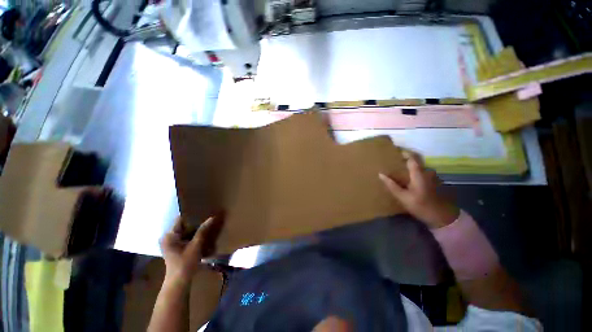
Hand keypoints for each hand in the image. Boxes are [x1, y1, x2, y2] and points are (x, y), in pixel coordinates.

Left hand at [160, 213, 224, 284]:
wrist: (179, 281)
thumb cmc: (186, 262)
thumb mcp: (196, 245)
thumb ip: (203, 230)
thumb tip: (212, 217)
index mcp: (169, 235)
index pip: (180, 219)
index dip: (192, 215)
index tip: (203, 212)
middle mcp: (167, 237)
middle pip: (182, 225)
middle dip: (194, 223)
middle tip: (206, 219)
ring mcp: (169, 243)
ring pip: (184, 232)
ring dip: (193, 230)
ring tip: (205, 225)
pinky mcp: (173, 248)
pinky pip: (183, 237)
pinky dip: (191, 236)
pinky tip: (200, 236)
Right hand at [379, 151, 458, 228]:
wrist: (443, 217)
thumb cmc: (421, 206)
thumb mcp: (403, 197)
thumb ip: (392, 185)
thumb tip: (381, 174)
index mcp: (419, 174)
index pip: (411, 158)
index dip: (403, 152)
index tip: (394, 150)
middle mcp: (427, 172)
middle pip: (416, 160)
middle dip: (405, 157)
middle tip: (394, 159)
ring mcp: (432, 176)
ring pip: (419, 166)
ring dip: (409, 165)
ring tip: (399, 169)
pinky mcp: (434, 182)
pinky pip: (422, 172)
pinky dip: (414, 171)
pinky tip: (408, 178)